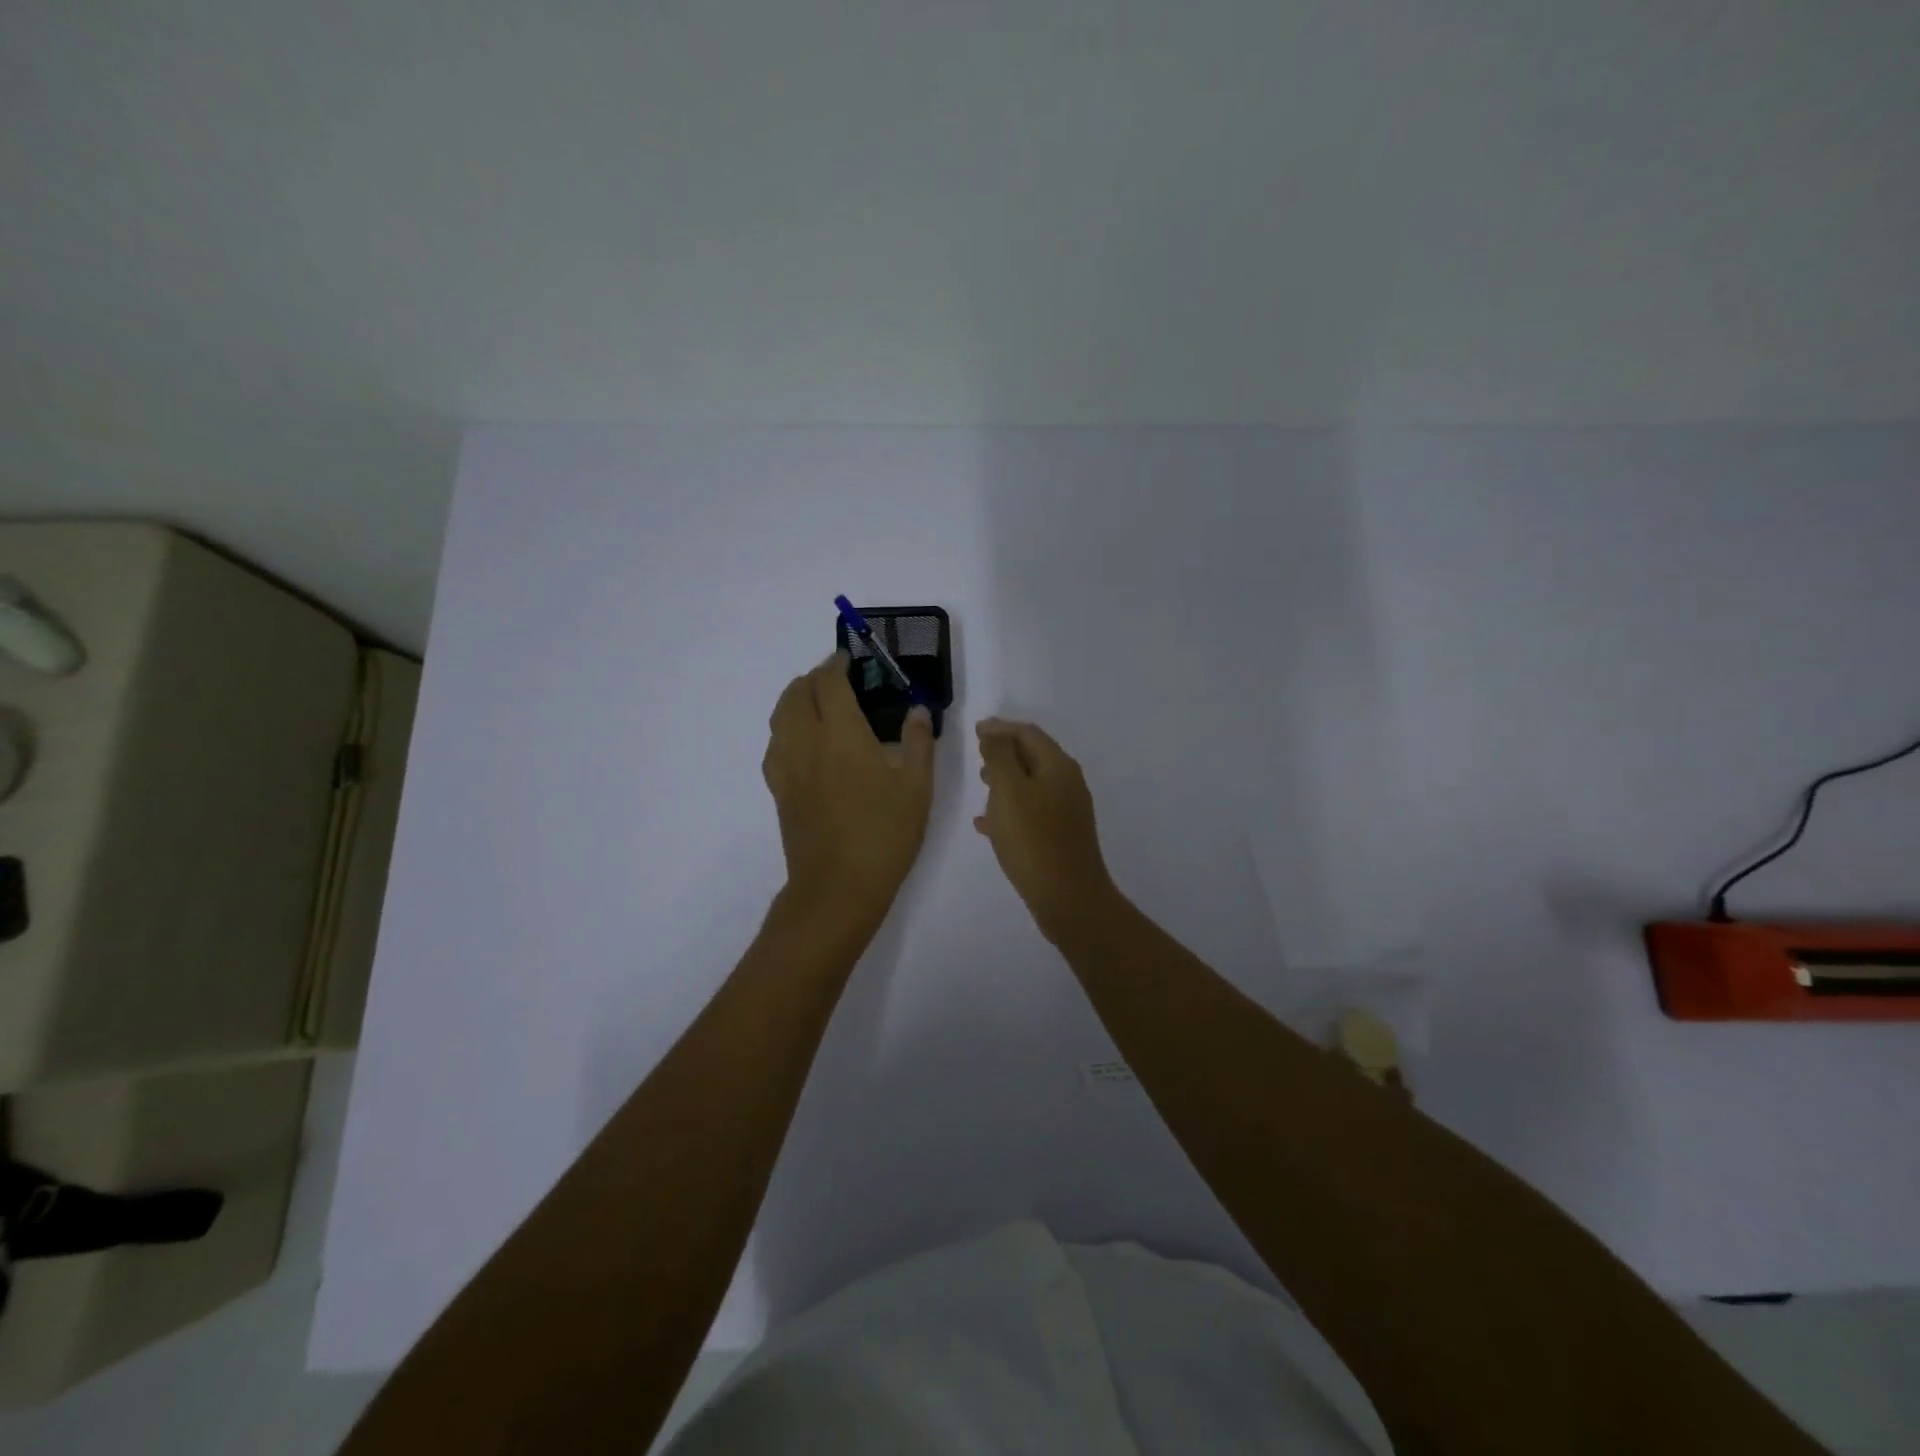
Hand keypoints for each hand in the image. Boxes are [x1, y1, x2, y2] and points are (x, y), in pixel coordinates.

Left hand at [763, 654, 935, 930]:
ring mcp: (787, 767)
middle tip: (836, 678)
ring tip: (816, 702)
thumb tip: (917, 710)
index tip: (849, 659)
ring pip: (779, 716)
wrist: (837, 887)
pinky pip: (775, 744)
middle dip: (814, 677)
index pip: (829, 683)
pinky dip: (786, 728)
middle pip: (797, 693)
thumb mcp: (917, 788)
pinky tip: (803, 742)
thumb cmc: (884, 835)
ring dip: (795, 698)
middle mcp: (807, 742)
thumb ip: (918, 742)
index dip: (837, 664)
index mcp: (841, 734)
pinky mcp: (779, 790)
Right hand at [974, 718, 1117, 943]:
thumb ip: (999, 757)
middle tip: (977, 755)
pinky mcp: (1060, 836)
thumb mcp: (1009, 791)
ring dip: (1005, 780)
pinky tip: (986, 825)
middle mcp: (1067, 784)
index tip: (975, 730)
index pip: (1028, 734)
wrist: (1069, 899)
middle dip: (1004, 752)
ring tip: (981, 784)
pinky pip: (1031, 812)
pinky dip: (1009, 809)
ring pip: (1031, 785)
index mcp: (1058, 767)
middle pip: (1032, 756)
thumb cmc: (1034, 840)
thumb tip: (994, 734)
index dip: (1001, 728)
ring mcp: (1066, 812)